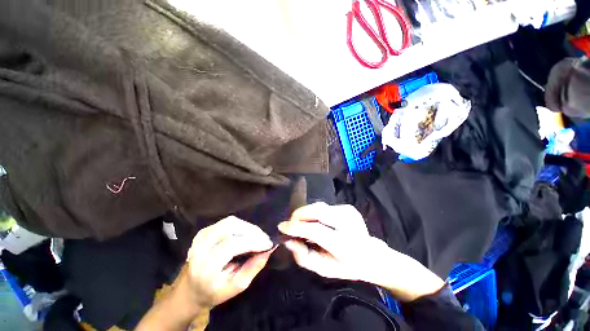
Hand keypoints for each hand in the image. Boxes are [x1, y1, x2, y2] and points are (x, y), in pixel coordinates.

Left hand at [180, 216, 274, 309]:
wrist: (188, 290)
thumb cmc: (213, 292)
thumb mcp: (235, 287)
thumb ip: (253, 267)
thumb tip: (269, 249)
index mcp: (205, 266)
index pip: (231, 245)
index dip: (253, 241)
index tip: (268, 243)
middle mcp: (200, 247)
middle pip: (231, 227)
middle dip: (252, 231)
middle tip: (264, 239)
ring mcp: (201, 237)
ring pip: (230, 222)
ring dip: (247, 227)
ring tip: (257, 236)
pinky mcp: (204, 231)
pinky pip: (226, 222)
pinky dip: (240, 225)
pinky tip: (246, 234)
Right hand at [279, 202, 444, 301]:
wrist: (372, 255)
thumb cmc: (347, 266)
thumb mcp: (324, 269)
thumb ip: (303, 256)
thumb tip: (287, 240)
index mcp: (345, 244)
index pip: (315, 230)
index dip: (296, 226)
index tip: (282, 227)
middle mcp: (348, 223)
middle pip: (317, 211)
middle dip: (299, 215)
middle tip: (291, 225)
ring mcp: (349, 212)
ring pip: (319, 206)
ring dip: (306, 214)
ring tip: (301, 224)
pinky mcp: (348, 207)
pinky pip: (324, 207)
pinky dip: (315, 213)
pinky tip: (316, 222)